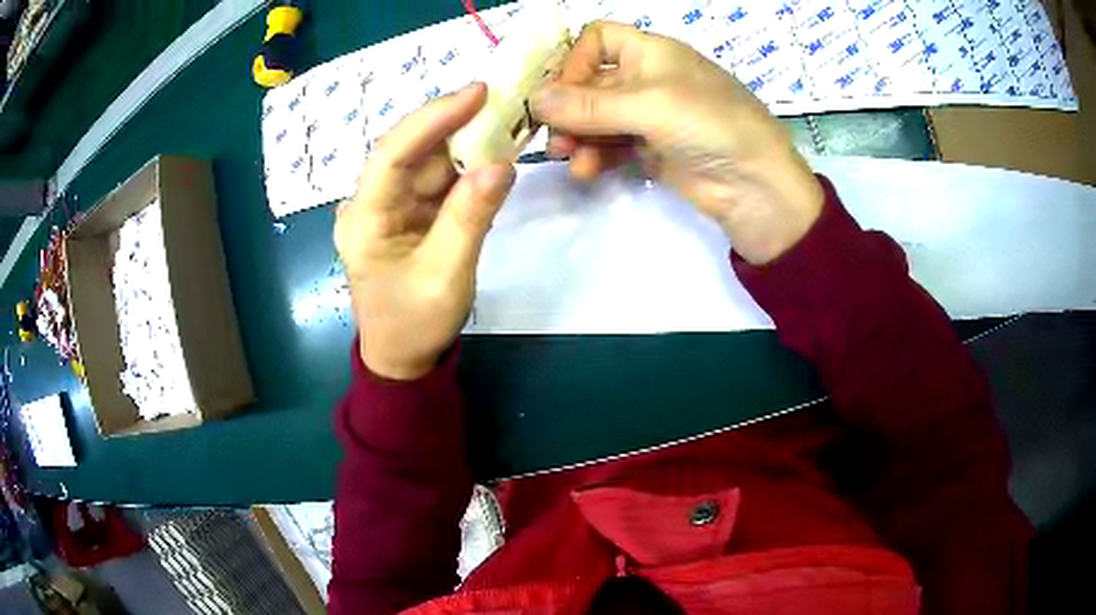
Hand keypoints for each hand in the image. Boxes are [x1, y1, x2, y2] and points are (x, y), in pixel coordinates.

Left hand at [334, 84, 514, 379]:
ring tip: (505, 122)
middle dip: (453, 123)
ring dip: (463, 143)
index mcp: (364, 219)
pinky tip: (491, 154)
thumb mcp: (446, 276)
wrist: (402, 357)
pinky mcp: (405, 213)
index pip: (392, 153)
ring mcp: (387, 206)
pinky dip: (464, 167)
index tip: (477, 93)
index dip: (433, 117)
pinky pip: (435, 180)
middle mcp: (369, 203)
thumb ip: (471, 218)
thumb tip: (502, 165)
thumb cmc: (415, 324)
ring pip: (425, 161)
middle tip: (500, 100)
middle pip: (410, 149)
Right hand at [531, 22, 823, 264]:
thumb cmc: (710, 124)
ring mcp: (648, 116)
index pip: (598, 39)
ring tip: (567, 157)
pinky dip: (594, 155)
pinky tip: (586, 170)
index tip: (560, 91)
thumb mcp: (650, 105)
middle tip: (550, 135)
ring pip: (595, 117)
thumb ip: (589, 104)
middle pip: (589, 82)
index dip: (575, 60)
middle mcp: (646, 78)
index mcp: (651, 52)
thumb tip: (533, 100)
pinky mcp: (650, 149)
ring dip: (576, 135)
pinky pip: (610, 145)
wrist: (756, 186)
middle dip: (567, 108)